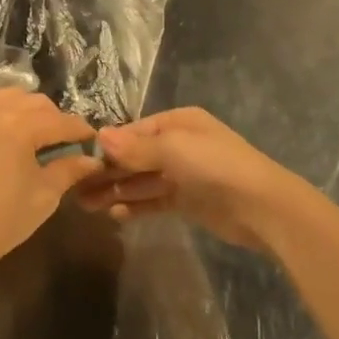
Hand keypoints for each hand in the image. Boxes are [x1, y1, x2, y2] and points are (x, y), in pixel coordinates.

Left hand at [0, 84, 100, 280]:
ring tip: (35, 130)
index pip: (61, 121)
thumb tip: (93, 160)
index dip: (80, 130)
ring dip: (28, 108)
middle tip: (64, 142)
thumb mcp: (43, 196)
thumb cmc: (1, 219)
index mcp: (23, 127)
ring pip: (11, 94)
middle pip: (38, 103)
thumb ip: (69, 170)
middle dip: (56, 119)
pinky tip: (3, 116)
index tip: (92, 140)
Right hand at [75, 107, 304, 252]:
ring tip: (86, 205)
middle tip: (75, 188)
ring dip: (116, 191)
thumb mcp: (173, 149)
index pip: (134, 131)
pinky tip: (114, 215)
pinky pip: (155, 200)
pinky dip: (136, 206)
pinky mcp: (189, 201)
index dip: (109, 146)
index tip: (80, 160)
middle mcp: (179, 145)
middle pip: (135, 157)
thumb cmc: (215, 165)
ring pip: (142, 180)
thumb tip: (99, 137)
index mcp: (178, 123)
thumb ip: (136, 147)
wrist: (262, 207)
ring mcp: (184, 174)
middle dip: (108, 171)